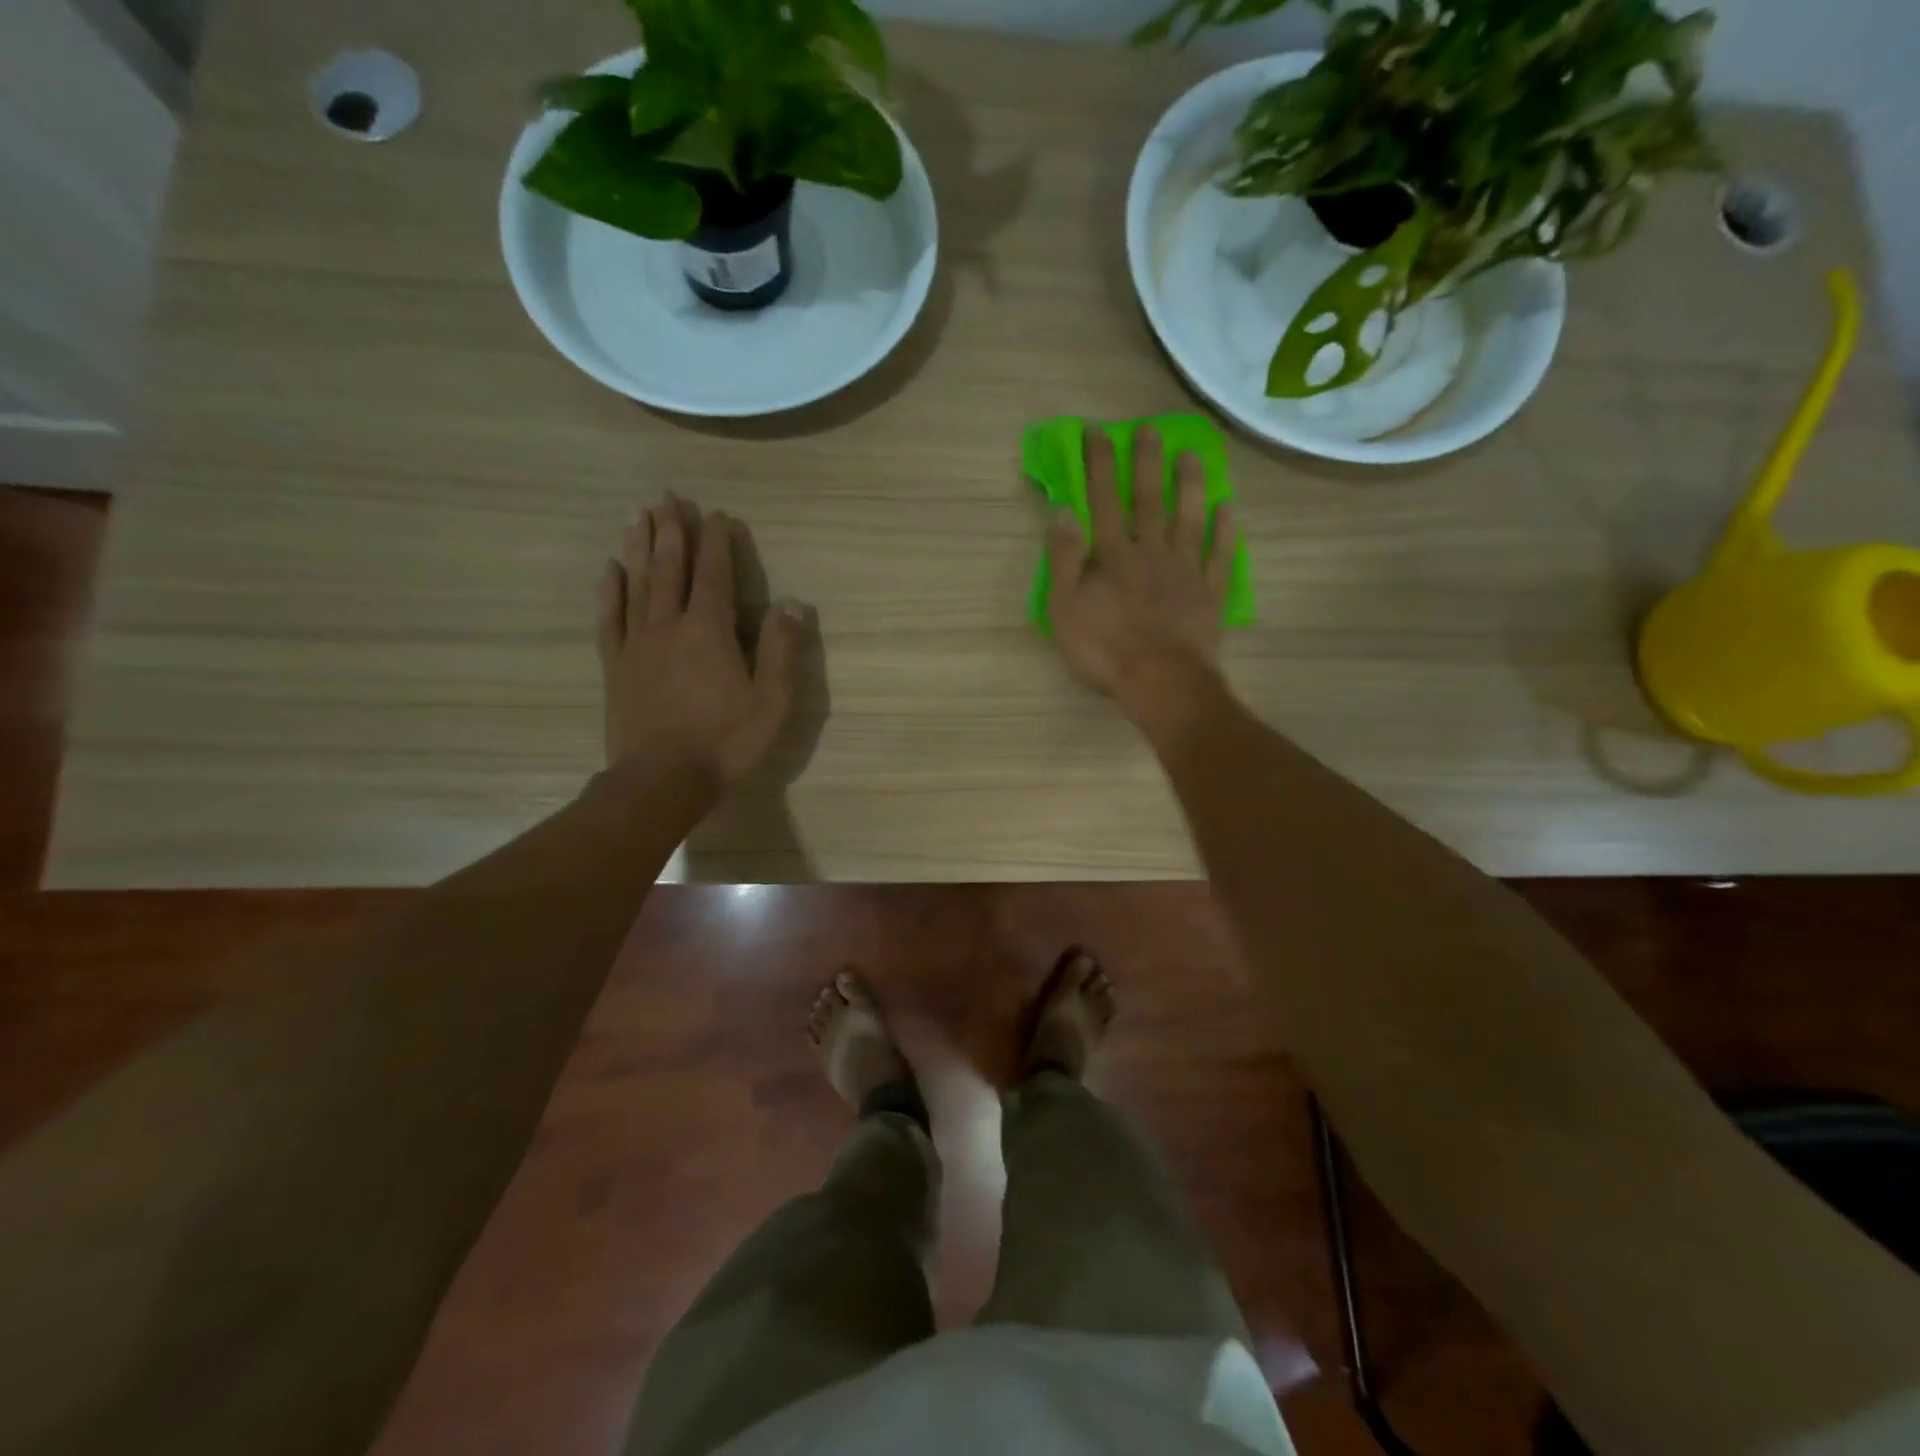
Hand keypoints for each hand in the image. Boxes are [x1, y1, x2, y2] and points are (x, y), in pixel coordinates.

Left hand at [595, 495, 807, 788]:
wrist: (661, 779)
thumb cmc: (725, 742)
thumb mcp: (771, 701)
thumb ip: (781, 649)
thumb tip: (793, 602)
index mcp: (709, 631)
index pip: (714, 575)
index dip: (718, 543)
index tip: (719, 515)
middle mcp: (669, 626)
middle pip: (670, 568)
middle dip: (672, 530)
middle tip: (669, 496)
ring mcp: (637, 644)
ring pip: (637, 584)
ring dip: (639, 546)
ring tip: (639, 514)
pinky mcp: (616, 666)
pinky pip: (610, 618)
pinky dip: (609, 590)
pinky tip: (609, 569)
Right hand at [1046, 428, 1234, 721]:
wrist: (1161, 681)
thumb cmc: (1104, 650)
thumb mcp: (1065, 609)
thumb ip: (1064, 559)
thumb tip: (1064, 511)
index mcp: (1113, 555)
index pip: (1104, 499)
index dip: (1100, 464)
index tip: (1098, 431)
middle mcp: (1151, 551)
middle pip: (1150, 499)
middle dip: (1147, 462)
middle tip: (1150, 428)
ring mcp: (1185, 570)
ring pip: (1189, 518)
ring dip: (1190, 485)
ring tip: (1193, 455)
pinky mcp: (1210, 593)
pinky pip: (1220, 555)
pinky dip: (1226, 531)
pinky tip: (1229, 509)